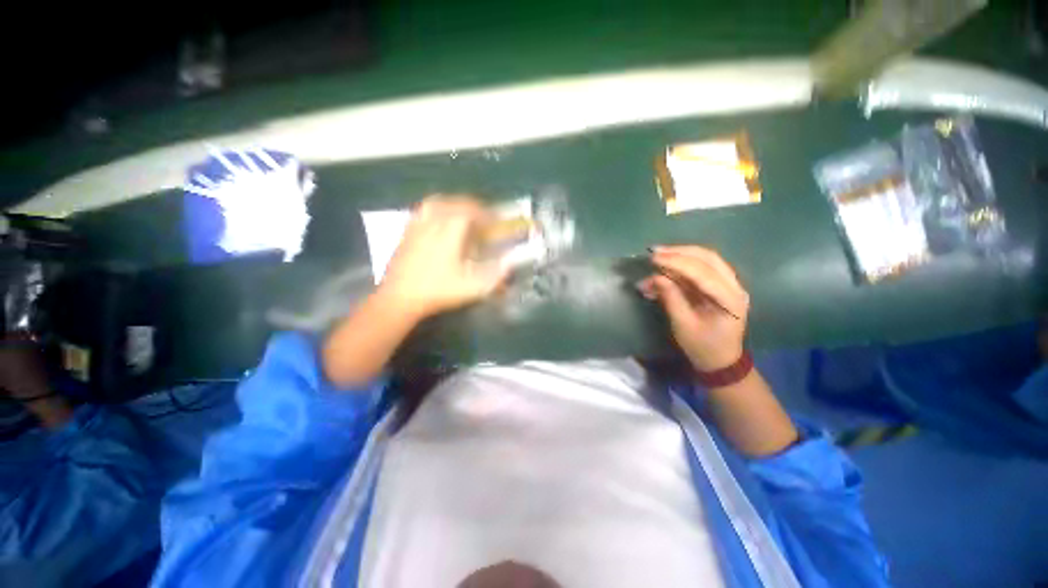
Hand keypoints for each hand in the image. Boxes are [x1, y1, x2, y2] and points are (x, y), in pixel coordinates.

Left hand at [379, 195, 508, 318]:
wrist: (400, 298)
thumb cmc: (438, 291)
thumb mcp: (472, 287)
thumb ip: (494, 275)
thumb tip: (510, 263)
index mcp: (450, 232)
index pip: (470, 211)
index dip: (486, 213)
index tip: (496, 220)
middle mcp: (433, 223)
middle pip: (454, 203)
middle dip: (472, 207)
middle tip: (483, 217)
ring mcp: (417, 226)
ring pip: (436, 203)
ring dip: (453, 204)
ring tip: (462, 213)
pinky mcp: (406, 232)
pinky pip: (423, 211)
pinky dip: (436, 210)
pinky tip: (438, 221)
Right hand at [638, 246, 749, 370]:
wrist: (720, 361)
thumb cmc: (702, 347)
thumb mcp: (683, 325)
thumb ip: (671, 298)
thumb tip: (656, 277)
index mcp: (729, 299)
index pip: (702, 272)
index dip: (677, 263)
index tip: (654, 258)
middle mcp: (734, 286)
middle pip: (708, 258)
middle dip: (679, 253)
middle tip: (655, 252)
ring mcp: (729, 285)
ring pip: (706, 259)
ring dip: (680, 255)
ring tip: (658, 256)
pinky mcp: (720, 286)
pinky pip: (701, 269)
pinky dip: (681, 266)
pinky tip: (664, 269)